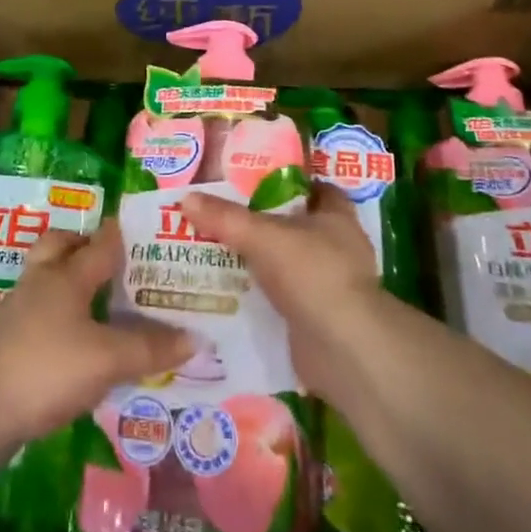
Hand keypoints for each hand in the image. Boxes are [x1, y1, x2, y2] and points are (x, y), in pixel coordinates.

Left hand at [0, 221, 193, 443]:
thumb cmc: (47, 369)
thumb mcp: (107, 360)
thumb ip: (150, 348)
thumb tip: (196, 338)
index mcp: (67, 275)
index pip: (102, 243)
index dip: (125, 235)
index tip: (150, 232)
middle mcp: (42, 281)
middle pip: (61, 246)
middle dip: (84, 245)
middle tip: (115, 261)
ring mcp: (19, 309)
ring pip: (47, 277)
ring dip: (71, 280)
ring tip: (101, 299)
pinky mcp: (7, 339)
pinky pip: (40, 310)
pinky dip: (60, 314)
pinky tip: (77, 338)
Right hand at [181, 186, 388, 402]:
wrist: (343, 349)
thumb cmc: (313, 274)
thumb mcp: (262, 237)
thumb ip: (225, 218)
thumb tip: (187, 198)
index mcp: (336, 217)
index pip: (316, 189)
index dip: (289, 184)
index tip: (255, 182)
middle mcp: (338, 248)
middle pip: (298, 227)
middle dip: (265, 224)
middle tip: (225, 218)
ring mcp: (330, 286)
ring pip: (289, 264)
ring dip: (262, 263)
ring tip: (218, 254)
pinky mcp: (318, 318)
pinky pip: (284, 299)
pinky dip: (263, 297)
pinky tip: (231, 294)